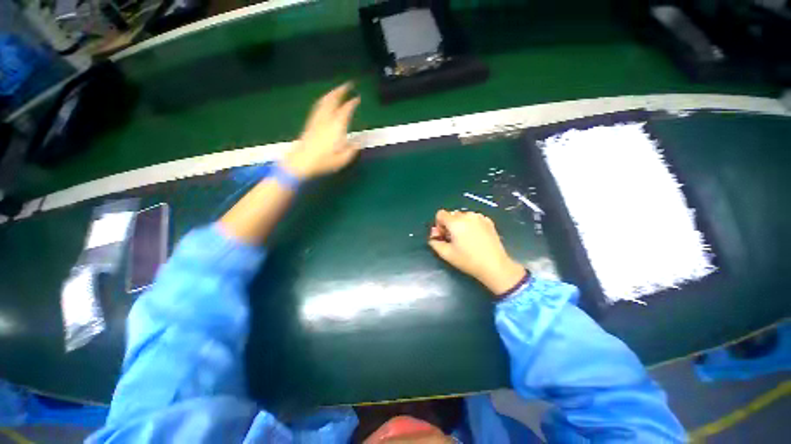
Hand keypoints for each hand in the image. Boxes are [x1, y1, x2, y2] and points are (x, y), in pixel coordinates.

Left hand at [282, 82, 360, 179]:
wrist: (301, 162)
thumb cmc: (323, 162)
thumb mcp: (343, 159)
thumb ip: (353, 149)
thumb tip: (360, 141)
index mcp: (336, 127)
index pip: (345, 110)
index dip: (352, 103)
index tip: (358, 98)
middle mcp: (326, 119)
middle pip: (332, 100)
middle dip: (340, 91)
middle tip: (348, 84)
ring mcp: (316, 120)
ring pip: (324, 101)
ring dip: (332, 93)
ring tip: (337, 90)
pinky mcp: (310, 123)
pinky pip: (318, 107)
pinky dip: (323, 100)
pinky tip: (325, 102)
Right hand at [428, 210, 526, 295]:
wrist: (495, 266)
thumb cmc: (468, 260)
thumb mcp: (447, 254)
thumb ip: (435, 243)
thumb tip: (433, 237)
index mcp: (456, 222)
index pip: (440, 214)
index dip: (439, 225)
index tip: (443, 236)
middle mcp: (467, 215)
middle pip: (452, 215)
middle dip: (449, 225)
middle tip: (453, 239)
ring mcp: (479, 217)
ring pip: (463, 216)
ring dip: (460, 224)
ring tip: (465, 239)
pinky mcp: (488, 221)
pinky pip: (473, 218)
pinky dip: (470, 224)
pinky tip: (475, 237)